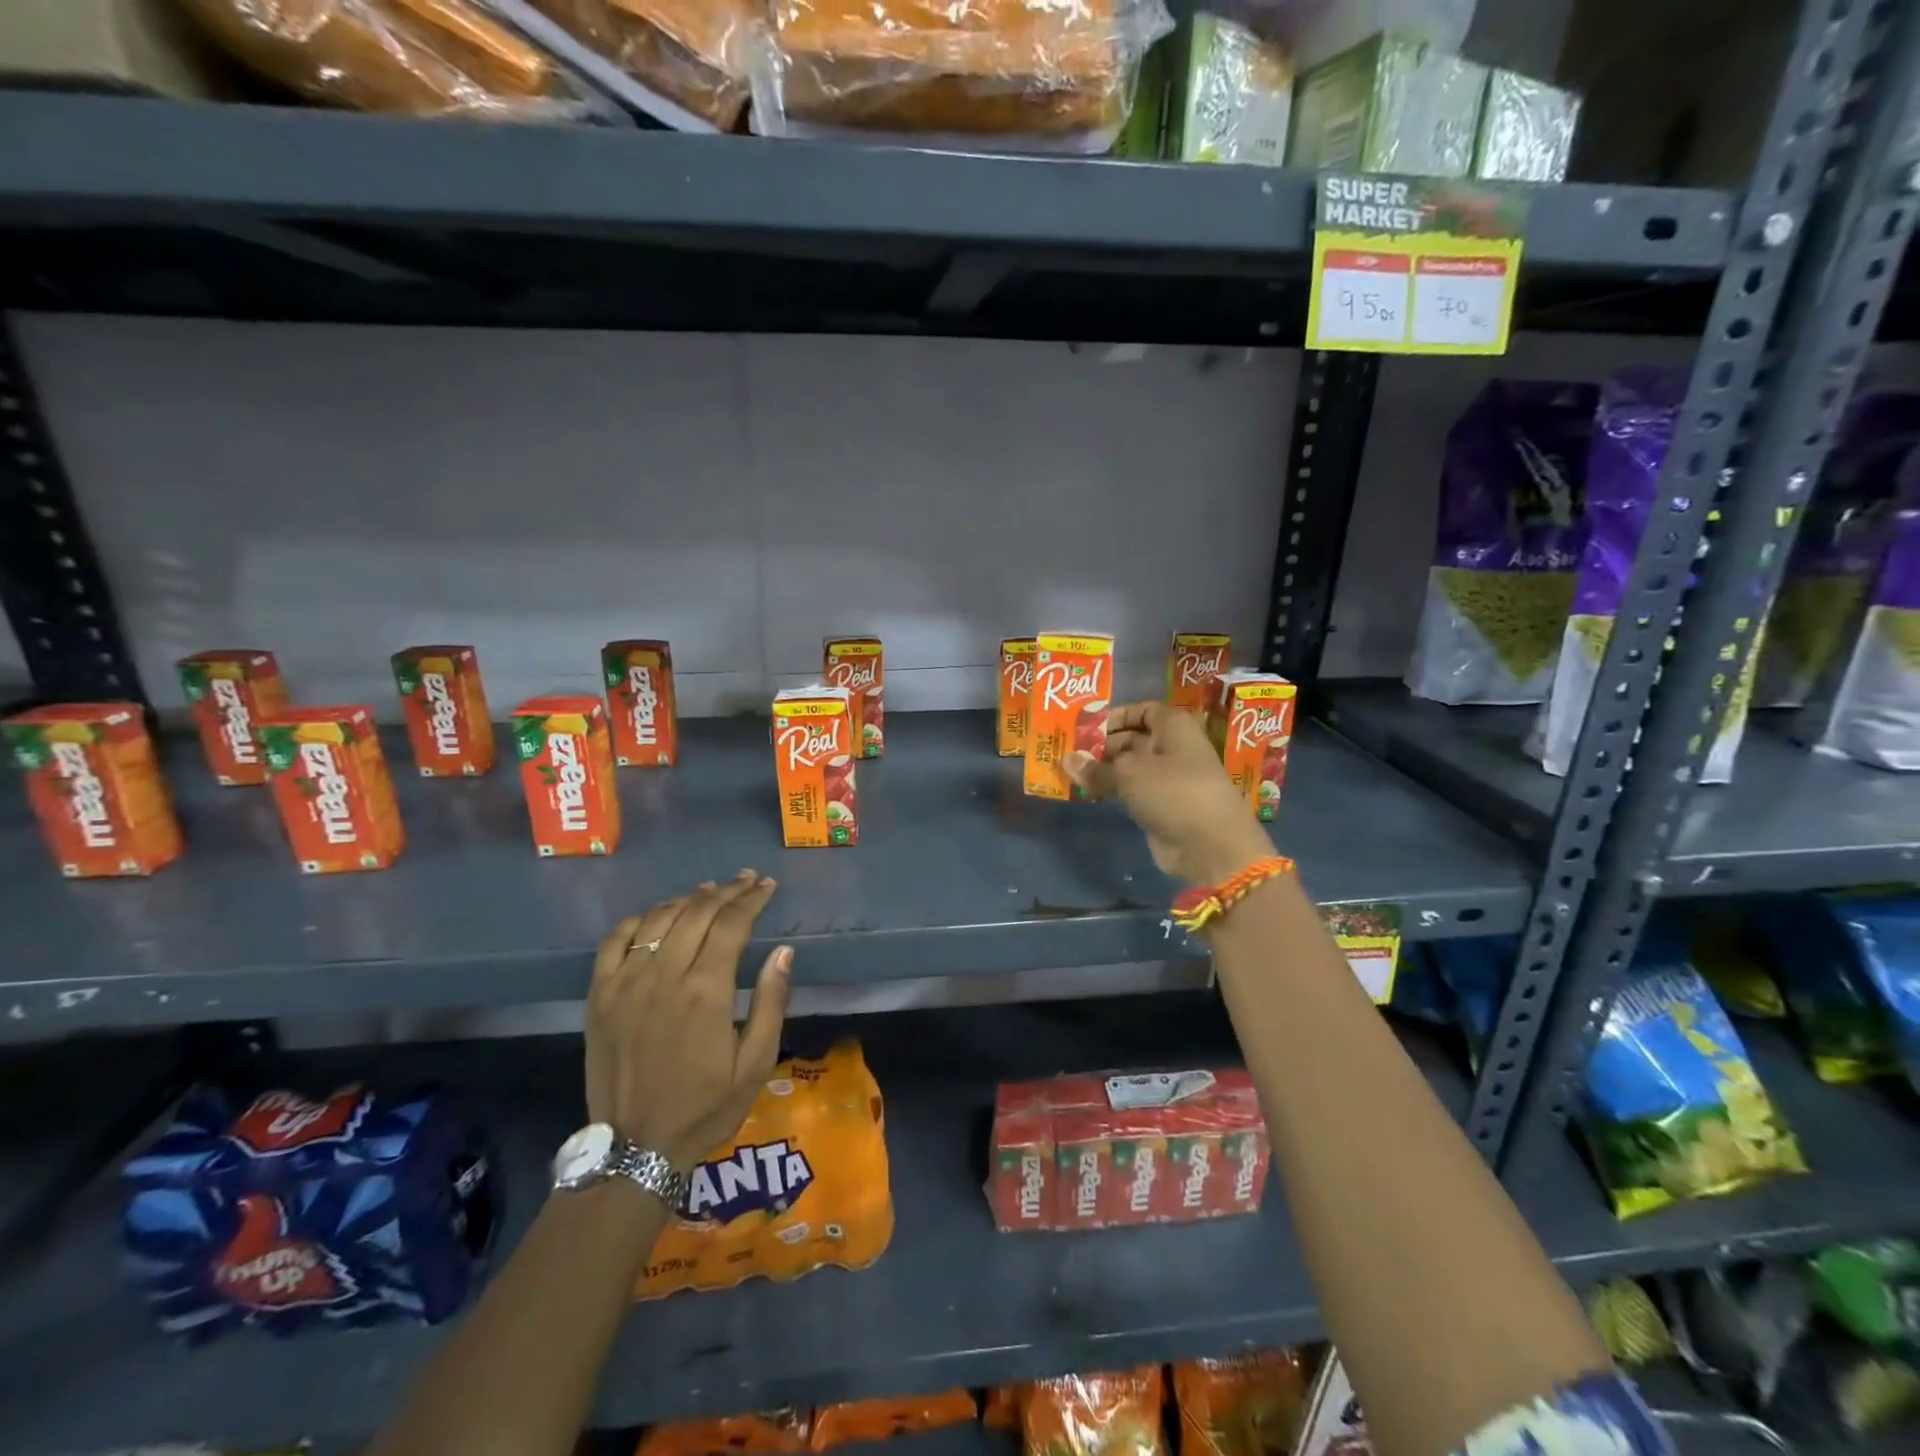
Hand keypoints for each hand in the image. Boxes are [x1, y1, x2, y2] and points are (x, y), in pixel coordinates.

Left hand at [585, 870, 792, 1171]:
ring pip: (660, 919)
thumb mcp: (756, 1063)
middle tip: (747, 880)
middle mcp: (665, 975)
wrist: (635, 1148)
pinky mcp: (600, 995)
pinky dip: (640, 919)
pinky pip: (616, 940)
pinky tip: (658, 916)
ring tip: (710, 891)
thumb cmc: (705, 1107)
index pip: (732, 924)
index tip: (768, 886)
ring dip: (688, 898)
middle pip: (698, 912)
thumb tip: (783, 951)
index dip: (752, 899)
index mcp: (706, 991)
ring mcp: (626, 983)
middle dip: (727, 891)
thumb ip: (771, 1002)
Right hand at [1065, 701, 1274, 886]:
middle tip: (1071, 752)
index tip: (1087, 727)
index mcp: (1174, 727)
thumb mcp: (1129, 773)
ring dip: (1104, 769)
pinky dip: (1113, 789)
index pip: (1143, 710)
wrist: (1209, 845)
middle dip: (1103, 744)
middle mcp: (1173, 748)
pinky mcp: (1162, 806)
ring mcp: (1169, 779)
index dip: (1116, 716)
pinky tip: (1089, 792)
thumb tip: (1067, 759)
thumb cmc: (1172, 792)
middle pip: (1134, 739)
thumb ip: (1096, 766)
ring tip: (1072, 772)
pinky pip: (1132, 791)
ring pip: (1131, 767)